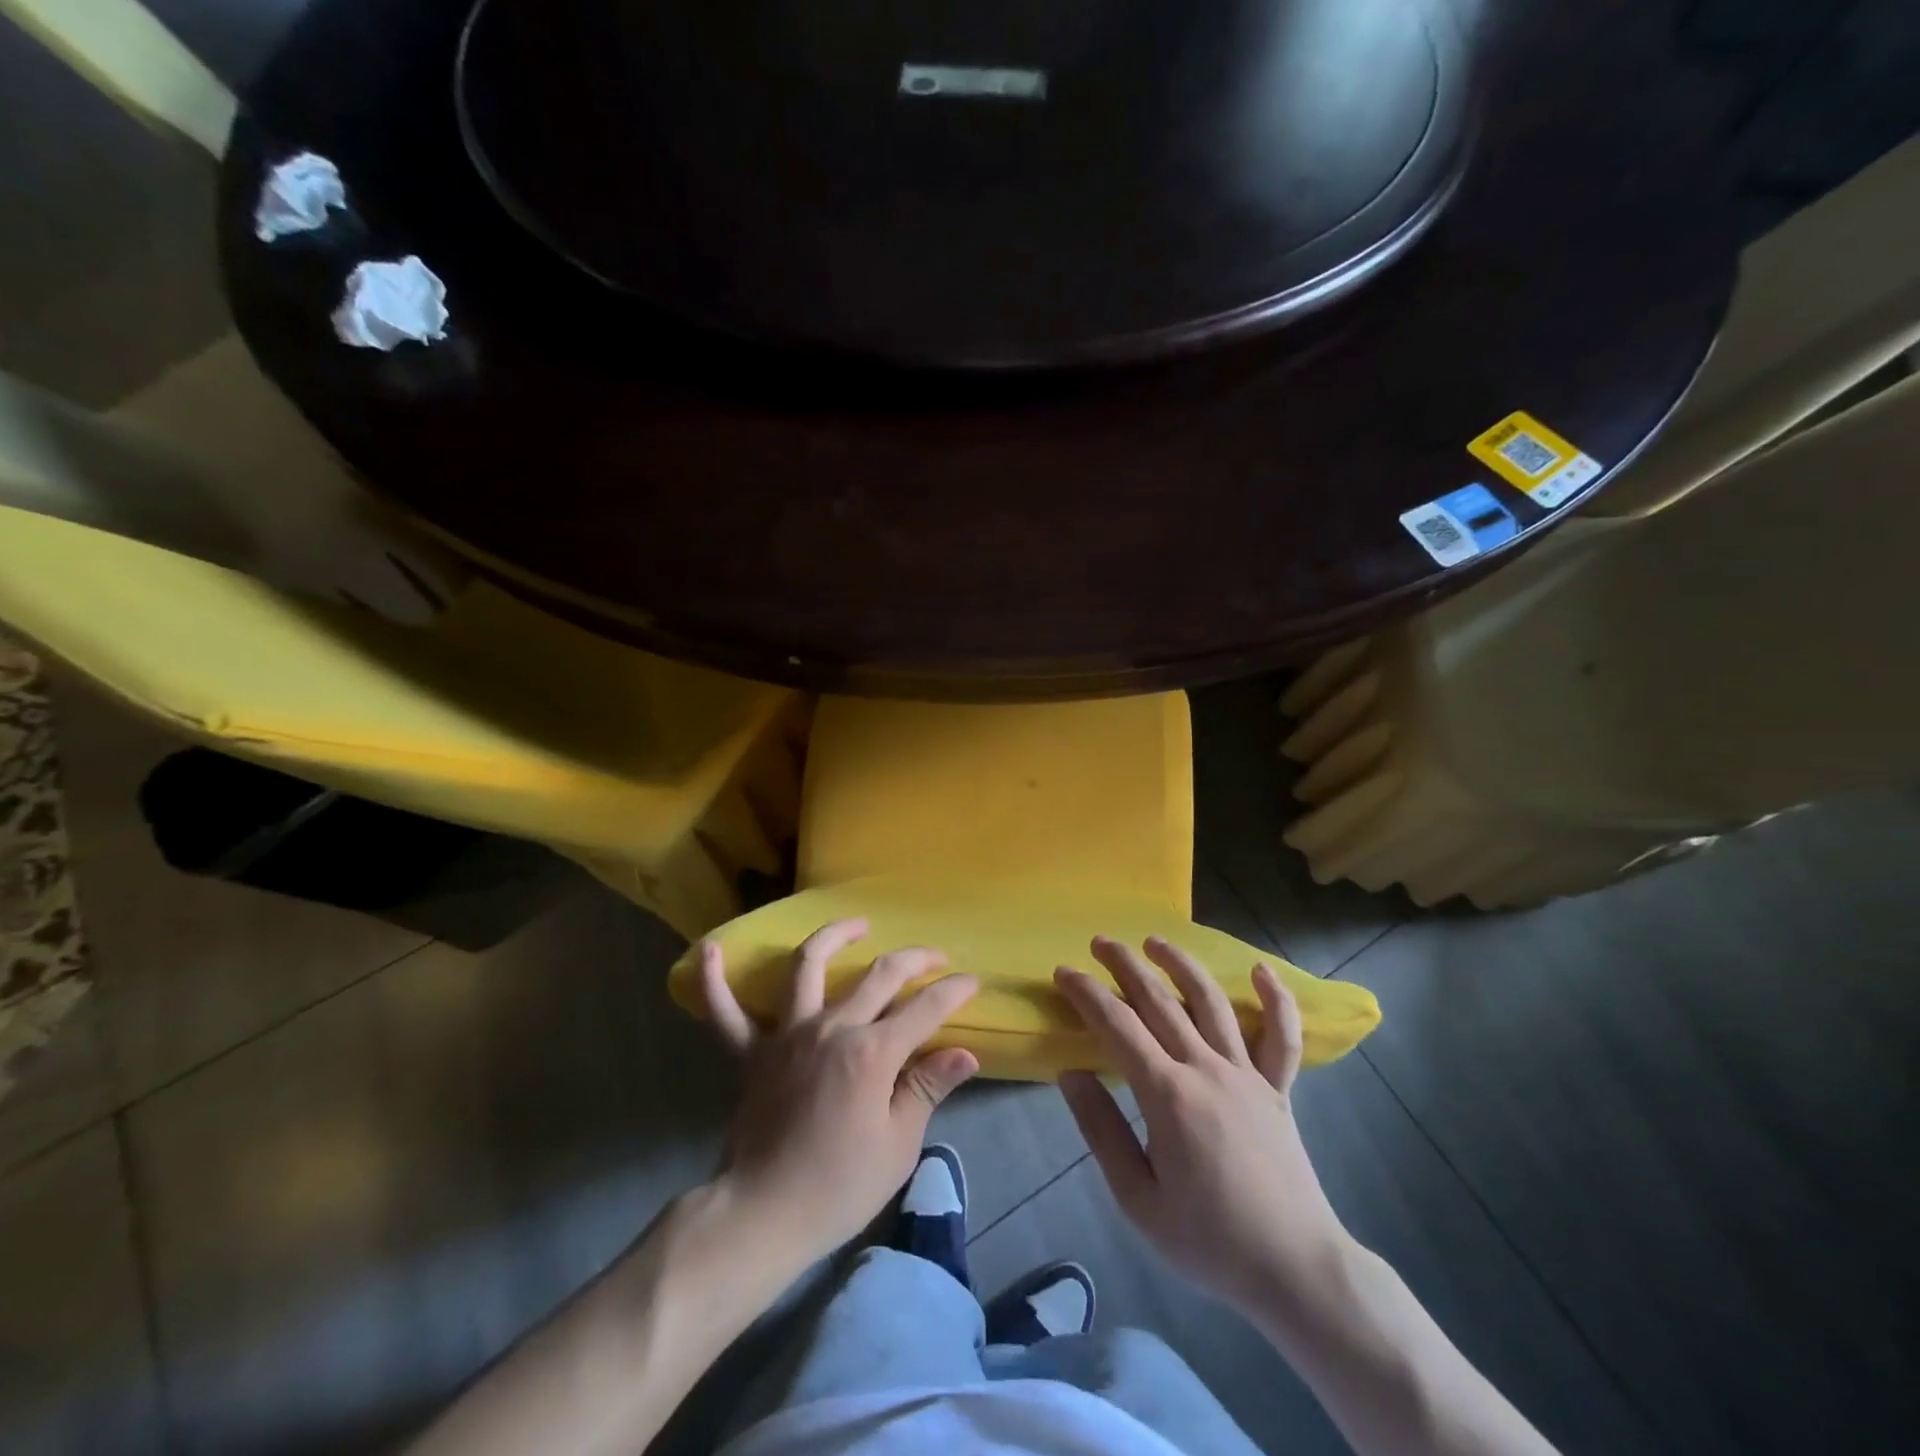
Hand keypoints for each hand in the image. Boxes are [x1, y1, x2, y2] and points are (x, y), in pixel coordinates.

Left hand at [699, 919, 979, 1271]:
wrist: (764, 1213)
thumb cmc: (839, 1186)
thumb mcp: (898, 1145)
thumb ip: (928, 1088)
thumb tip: (966, 1053)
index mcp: (873, 1053)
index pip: (925, 1008)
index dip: (953, 991)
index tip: (971, 982)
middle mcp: (832, 1028)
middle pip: (879, 975)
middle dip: (915, 959)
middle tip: (935, 957)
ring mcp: (787, 1034)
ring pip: (807, 966)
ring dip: (833, 937)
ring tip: (857, 924)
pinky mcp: (751, 1052)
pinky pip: (725, 1011)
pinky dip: (715, 979)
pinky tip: (711, 948)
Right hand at [1055, 937, 1352, 1312]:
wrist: (1294, 1270)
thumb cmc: (1208, 1240)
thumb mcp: (1137, 1198)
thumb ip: (1101, 1130)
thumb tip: (1071, 1073)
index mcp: (1168, 1095)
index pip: (1118, 1026)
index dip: (1087, 994)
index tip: (1063, 972)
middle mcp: (1207, 1069)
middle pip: (1160, 1000)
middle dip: (1125, 966)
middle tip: (1100, 942)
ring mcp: (1248, 1075)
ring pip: (1211, 1002)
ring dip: (1182, 965)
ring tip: (1157, 941)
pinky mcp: (1278, 1089)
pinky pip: (1282, 1037)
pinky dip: (1276, 1000)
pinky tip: (1262, 970)